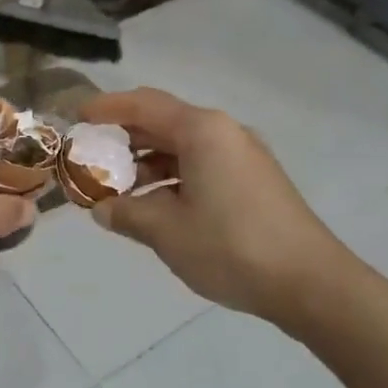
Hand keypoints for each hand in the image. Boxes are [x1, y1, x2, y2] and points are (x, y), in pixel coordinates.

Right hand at [78, 88, 357, 328]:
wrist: (311, 282)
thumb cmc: (232, 247)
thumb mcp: (167, 232)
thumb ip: (126, 214)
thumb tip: (101, 209)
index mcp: (202, 131)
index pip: (143, 105)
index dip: (106, 108)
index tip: (77, 118)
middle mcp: (224, 132)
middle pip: (163, 122)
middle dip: (124, 139)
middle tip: (89, 158)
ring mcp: (243, 156)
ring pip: (182, 147)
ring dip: (147, 162)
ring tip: (116, 189)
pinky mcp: (253, 180)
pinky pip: (201, 165)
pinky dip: (172, 177)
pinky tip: (155, 205)